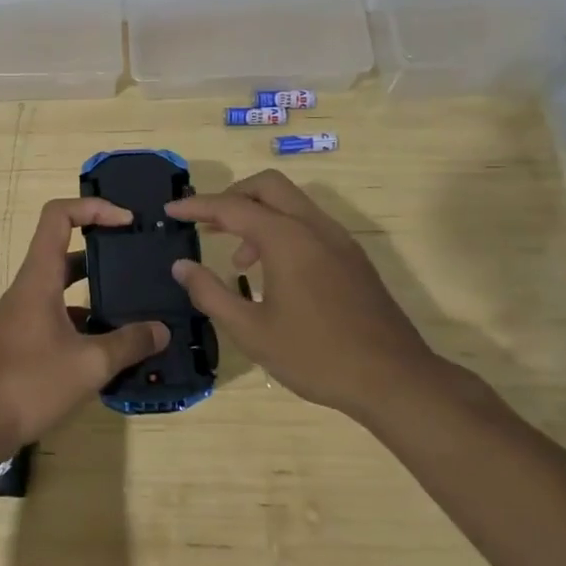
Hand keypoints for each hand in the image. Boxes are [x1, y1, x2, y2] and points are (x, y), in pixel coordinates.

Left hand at [0, 198, 168, 449]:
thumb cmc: (30, 383)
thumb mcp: (89, 364)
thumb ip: (129, 344)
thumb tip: (162, 331)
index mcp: (39, 278)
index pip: (59, 216)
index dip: (93, 207)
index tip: (127, 221)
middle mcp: (29, 288)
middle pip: (64, 248)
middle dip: (102, 247)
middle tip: (137, 259)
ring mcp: (24, 314)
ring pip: (63, 285)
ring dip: (95, 287)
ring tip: (134, 301)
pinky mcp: (24, 339)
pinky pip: (59, 313)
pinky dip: (84, 319)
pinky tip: (110, 343)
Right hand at [166, 170, 442, 421]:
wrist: (394, 380)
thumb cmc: (316, 356)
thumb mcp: (252, 331)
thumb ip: (210, 293)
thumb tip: (182, 266)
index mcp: (287, 239)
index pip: (232, 207)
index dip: (197, 206)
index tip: (171, 210)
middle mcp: (314, 227)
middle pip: (267, 186)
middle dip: (233, 196)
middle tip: (209, 224)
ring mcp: (339, 240)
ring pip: (291, 203)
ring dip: (258, 216)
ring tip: (239, 262)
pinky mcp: (353, 257)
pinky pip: (309, 224)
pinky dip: (282, 231)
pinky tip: (274, 273)